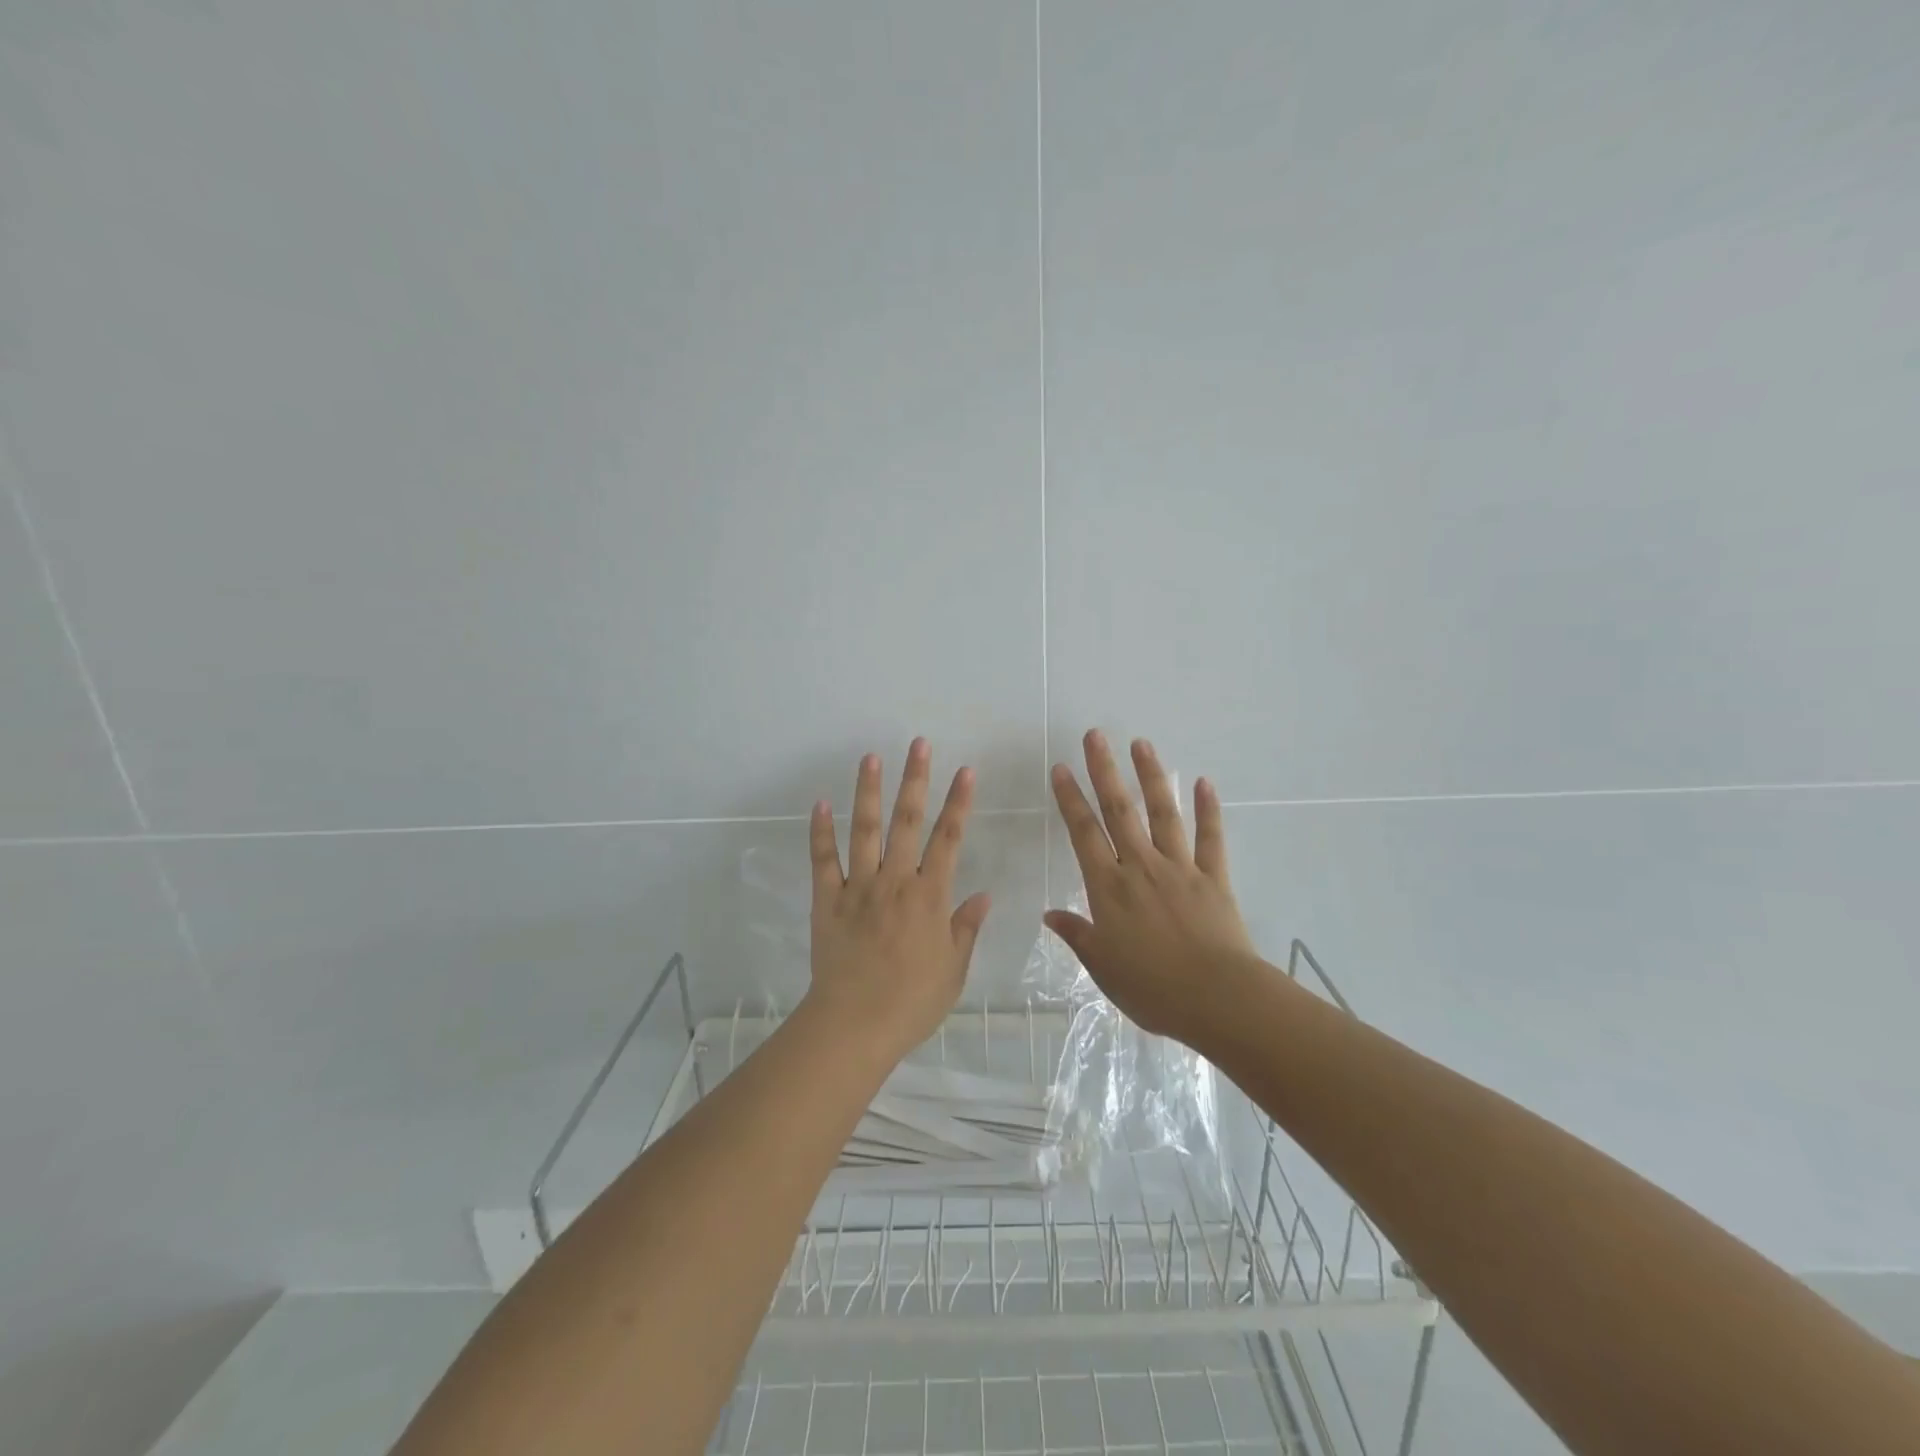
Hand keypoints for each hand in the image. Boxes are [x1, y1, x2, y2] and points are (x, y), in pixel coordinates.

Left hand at [807, 738, 990, 1059]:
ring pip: (864, 830)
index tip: (965, 771)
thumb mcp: (953, 970)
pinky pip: (822, 860)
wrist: (854, 1025)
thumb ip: (966, 928)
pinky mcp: (826, 900)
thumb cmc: (912, 1002)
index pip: (949, 839)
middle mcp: (895, 881)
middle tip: (919, 745)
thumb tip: (984, 894)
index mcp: (929, 897)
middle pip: (907, 822)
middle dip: (915, 780)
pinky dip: (820, 831)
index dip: (958, 803)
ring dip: (868, 791)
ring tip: (871, 757)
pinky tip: (820, 803)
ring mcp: (857, 887)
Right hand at [1045, 730, 1265, 1046]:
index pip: (1084, 833)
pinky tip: (1204, 783)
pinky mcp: (1213, 878)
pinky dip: (1208, 810)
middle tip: (1096, 735)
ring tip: (1141, 744)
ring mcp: (1180, 868)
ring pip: (1162, 814)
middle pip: (1119, 810)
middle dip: (1104, 771)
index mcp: (1109, 888)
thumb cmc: (1152, 988)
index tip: (1061, 768)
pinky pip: (1211, 838)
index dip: (1070, 799)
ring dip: (1151, 776)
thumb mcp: (1103, 967)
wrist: (1217, 999)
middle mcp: (1141, 867)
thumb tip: (1050, 914)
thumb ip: (1077, 935)